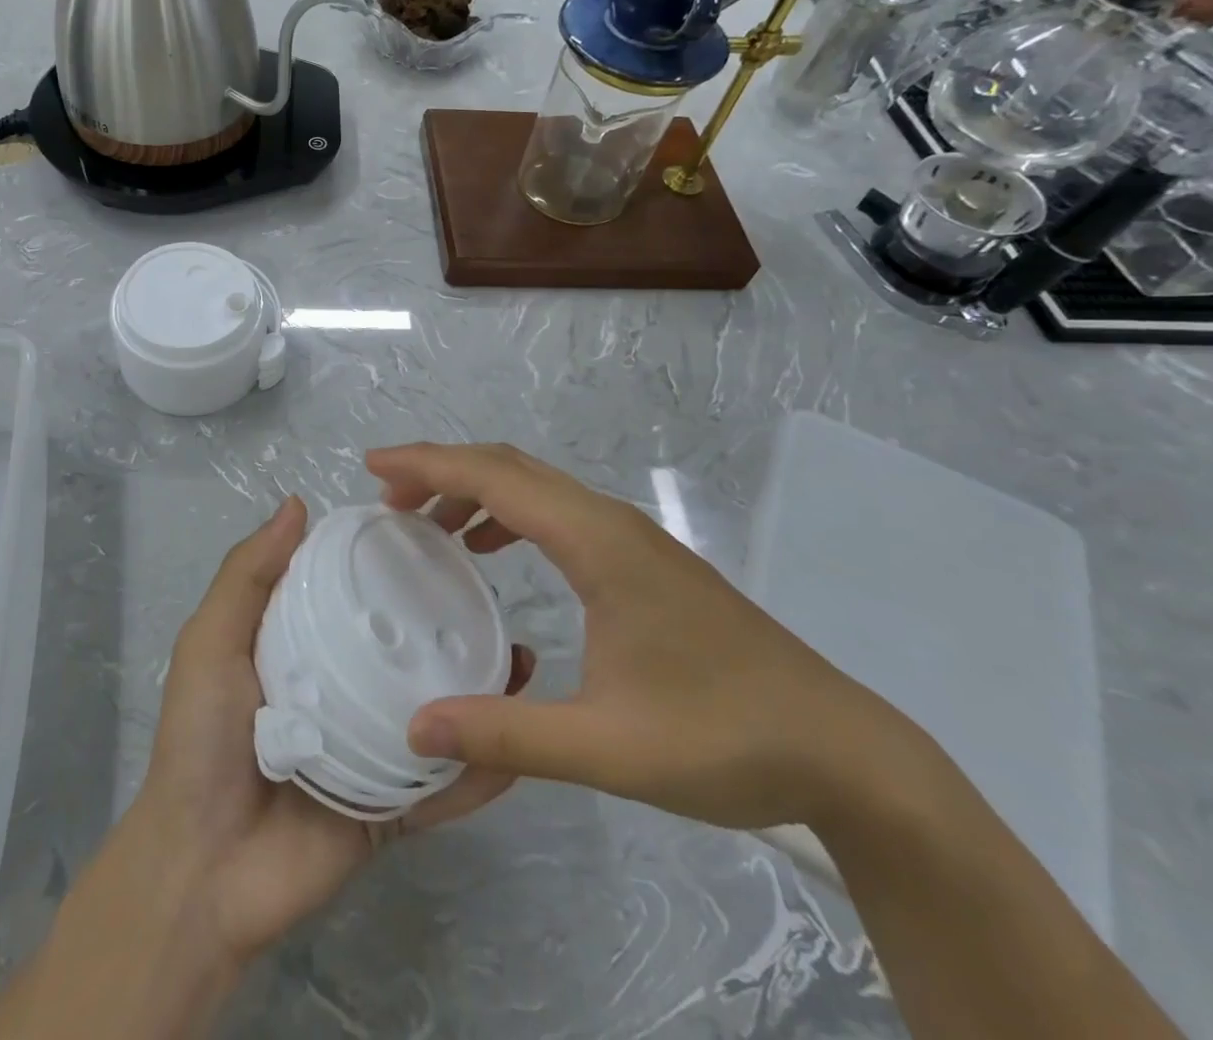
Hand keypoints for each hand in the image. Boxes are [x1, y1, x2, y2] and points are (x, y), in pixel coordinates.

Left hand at [126, 495, 533, 966]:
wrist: (202, 872)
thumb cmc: (202, 740)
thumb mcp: (211, 642)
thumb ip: (248, 575)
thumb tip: (299, 503)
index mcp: (303, 648)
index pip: (355, 595)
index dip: (388, 565)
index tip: (436, 536)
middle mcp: (342, 691)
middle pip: (403, 651)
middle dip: (447, 623)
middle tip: (492, 595)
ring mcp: (371, 751)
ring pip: (435, 712)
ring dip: (479, 690)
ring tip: (521, 657)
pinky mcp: (392, 809)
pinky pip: (443, 786)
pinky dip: (481, 771)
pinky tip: (520, 743)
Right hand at [370, 443, 920, 833]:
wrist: (840, 748)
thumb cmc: (724, 738)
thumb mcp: (607, 746)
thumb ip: (507, 735)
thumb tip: (417, 727)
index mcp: (597, 542)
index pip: (494, 477)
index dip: (427, 464)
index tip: (371, 465)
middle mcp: (610, 521)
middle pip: (510, 467)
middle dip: (441, 471)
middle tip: (385, 498)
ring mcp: (630, 537)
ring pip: (534, 486)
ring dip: (474, 492)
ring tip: (426, 525)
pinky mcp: (641, 560)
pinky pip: (556, 514)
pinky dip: (509, 517)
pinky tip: (491, 553)